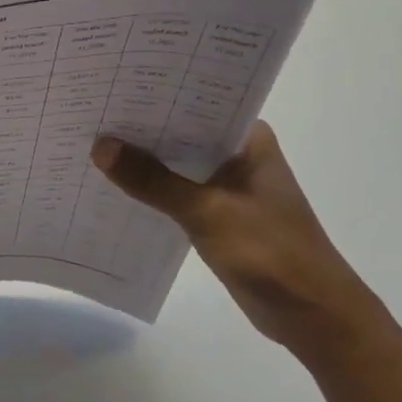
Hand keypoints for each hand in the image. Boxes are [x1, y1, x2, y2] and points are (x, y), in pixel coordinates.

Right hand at [90, 122, 384, 349]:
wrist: (312, 315)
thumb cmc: (270, 251)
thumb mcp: (206, 212)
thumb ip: (152, 180)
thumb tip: (100, 146)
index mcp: (247, 139)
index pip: (193, 102)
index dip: (152, 96)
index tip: (110, 86)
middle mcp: (237, 154)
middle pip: (180, 133)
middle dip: (139, 129)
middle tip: (89, 114)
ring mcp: (228, 186)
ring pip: (175, 164)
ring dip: (142, 162)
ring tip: (89, 145)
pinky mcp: (218, 215)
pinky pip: (176, 193)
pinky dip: (150, 191)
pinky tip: (113, 187)